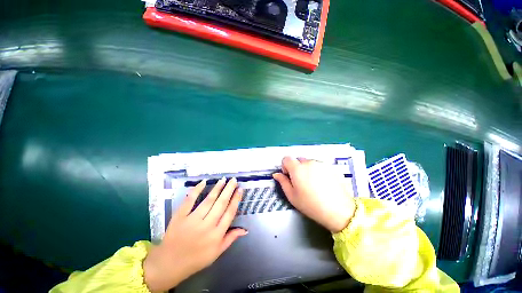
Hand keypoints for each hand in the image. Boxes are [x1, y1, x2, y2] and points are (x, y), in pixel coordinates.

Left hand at [143, 178, 246, 291]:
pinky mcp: (180, 217)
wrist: (169, 264)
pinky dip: (196, 190)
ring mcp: (192, 220)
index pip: (230, 213)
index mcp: (216, 235)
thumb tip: (245, 230)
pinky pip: (189, 201)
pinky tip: (203, 182)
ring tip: (223, 179)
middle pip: (221, 204)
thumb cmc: (196, 259)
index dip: (236, 199)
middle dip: (229, 190)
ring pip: (208, 200)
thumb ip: (231, 238)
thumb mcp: (217, 253)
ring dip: (217, 188)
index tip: (239, 189)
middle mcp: (207, 226)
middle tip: (234, 180)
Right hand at [273, 157, 355, 232]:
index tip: (289, 177)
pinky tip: (321, 183)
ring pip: (308, 162)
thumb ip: (283, 182)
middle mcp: (308, 162)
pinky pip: (318, 165)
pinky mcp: (330, 167)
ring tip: (312, 183)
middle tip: (300, 182)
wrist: (339, 211)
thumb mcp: (292, 196)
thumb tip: (276, 174)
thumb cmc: (311, 205)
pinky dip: (316, 171)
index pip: (286, 158)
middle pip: (297, 160)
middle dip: (296, 168)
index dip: (285, 166)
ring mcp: (320, 164)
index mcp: (297, 169)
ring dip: (306, 169)